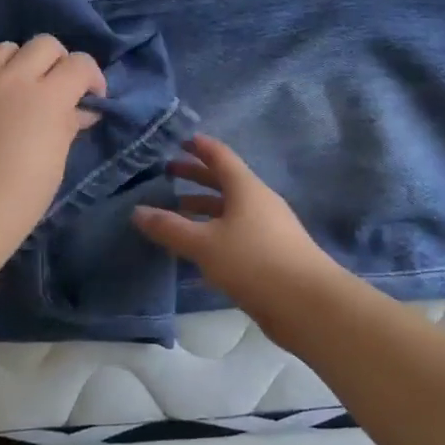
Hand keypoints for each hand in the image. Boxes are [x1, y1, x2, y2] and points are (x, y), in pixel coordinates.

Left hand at [0, 35, 106, 268]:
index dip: (92, 77)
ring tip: (17, 92)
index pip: (80, 63)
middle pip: (45, 44)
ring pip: (5, 49)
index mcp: (47, 97)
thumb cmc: (20, 199)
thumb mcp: (56, 162)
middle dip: (59, 62)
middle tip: (57, 91)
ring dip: (19, 65)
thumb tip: (81, 111)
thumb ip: (69, 125)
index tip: (91, 99)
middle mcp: (12, 79)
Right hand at [132, 134, 336, 311]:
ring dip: (203, 207)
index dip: (199, 146)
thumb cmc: (254, 261)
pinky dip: (214, 233)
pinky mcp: (270, 255)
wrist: (307, 304)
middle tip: (167, 173)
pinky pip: (236, 233)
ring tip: (176, 211)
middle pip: (224, 181)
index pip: (220, 156)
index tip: (179, 140)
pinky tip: (197, 250)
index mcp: (246, 188)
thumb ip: (170, 227)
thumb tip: (137, 211)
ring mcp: (267, 228)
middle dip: (195, 176)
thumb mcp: (204, 244)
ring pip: (229, 210)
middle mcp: (258, 202)